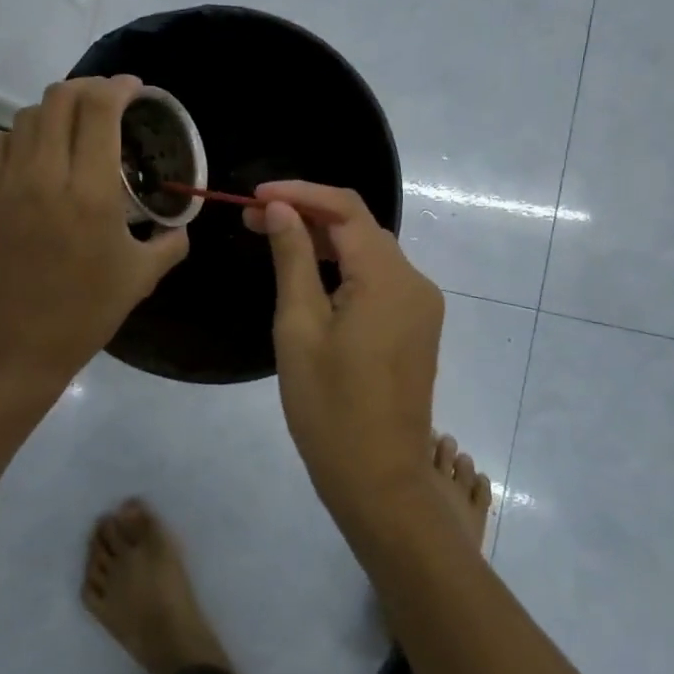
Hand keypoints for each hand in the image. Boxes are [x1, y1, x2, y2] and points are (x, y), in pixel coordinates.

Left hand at [0, 76, 190, 393]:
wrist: (15, 347)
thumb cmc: (85, 314)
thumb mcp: (141, 278)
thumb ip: (170, 242)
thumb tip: (179, 224)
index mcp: (92, 191)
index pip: (99, 110)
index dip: (119, 87)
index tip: (136, 89)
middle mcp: (47, 175)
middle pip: (60, 97)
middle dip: (89, 87)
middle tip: (110, 100)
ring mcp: (11, 183)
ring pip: (27, 114)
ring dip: (56, 108)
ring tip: (78, 124)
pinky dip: (21, 133)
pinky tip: (40, 152)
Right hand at [249, 181, 443, 513]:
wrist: (379, 480)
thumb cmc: (329, 408)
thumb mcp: (299, 328)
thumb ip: (292, 259)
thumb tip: (281, 209)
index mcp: (387, 279)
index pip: (345, 209)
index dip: (300, 192)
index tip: (255, 195)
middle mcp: (414, 282)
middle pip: (359, 227)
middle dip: (308, 214)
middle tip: (253, 219)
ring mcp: (421, 305)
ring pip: (369, 251)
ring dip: (324, 239)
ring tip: (272, 238)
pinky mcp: (416, 325)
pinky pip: (379, 278)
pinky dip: (343, 266)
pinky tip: (309, 272)